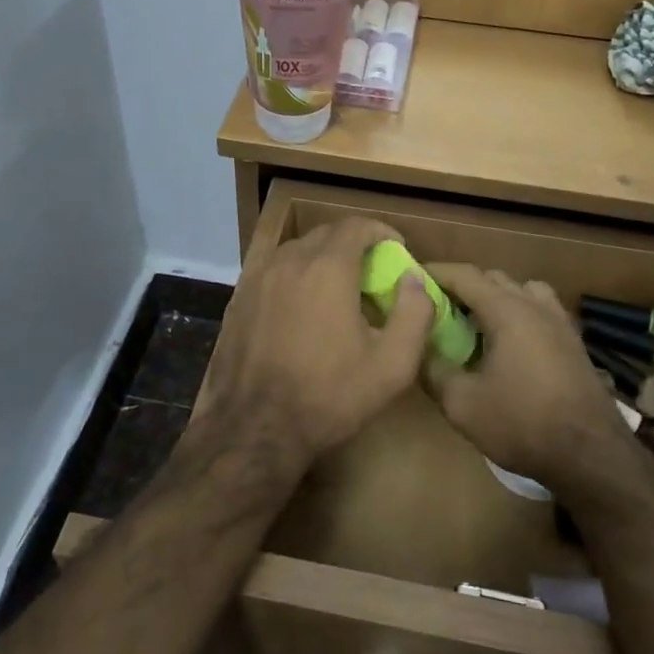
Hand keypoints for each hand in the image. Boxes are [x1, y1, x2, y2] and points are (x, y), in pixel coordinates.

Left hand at [195, 219, 434, 473]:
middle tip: (371, 271)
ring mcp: (258, 277)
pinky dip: (295, 275)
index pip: (356, 225)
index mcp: (327, 268)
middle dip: (353, 243)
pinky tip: (302, 306)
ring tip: (337, 288)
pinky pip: (274, 270)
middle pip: (325, 233)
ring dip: (322, 257)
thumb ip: (414, 314)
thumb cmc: (329, 395)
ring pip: (297, 250)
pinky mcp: (239, 298)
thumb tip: (414, 278)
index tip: (397, 249)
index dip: (381, 231)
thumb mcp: (391, 365)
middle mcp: (290, 260)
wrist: (254, 427)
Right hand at [422, 263, 638, 494]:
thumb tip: (416, 349)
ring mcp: (560, 321)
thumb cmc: (522, 424)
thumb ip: (433, 370)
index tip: (413, 277)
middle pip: (494, 278)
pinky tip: (511, 342)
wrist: (591, 456)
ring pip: (522, 290)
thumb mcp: (462, 404)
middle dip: (463, 286)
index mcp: (507, 311)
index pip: (465, 275)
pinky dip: (520, 312)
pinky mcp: (574, 341)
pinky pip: (541, 309)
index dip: (437, 272)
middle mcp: (535, 305)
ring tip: (477, 321)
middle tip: (438, 306)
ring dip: (496, 296)